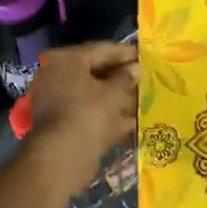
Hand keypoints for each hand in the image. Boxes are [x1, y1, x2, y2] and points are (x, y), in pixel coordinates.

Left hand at [25, 42, 138, 194]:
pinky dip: (111, 117)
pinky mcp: (66, 125)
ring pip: (96, 96)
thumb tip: (136, 69)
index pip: (101, 50)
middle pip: (97, 74)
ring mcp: (60, 103)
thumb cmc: (88, 113)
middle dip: (123, 78)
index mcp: (65, 60)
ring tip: (147, 99)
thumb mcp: (113, 93)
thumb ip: (126, 78)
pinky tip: (135, 120)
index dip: (126, 53)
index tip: (146, 56)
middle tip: (148, 78)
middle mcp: (58, 77)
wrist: (63, 157)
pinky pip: (93, 115)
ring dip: (120, 99)